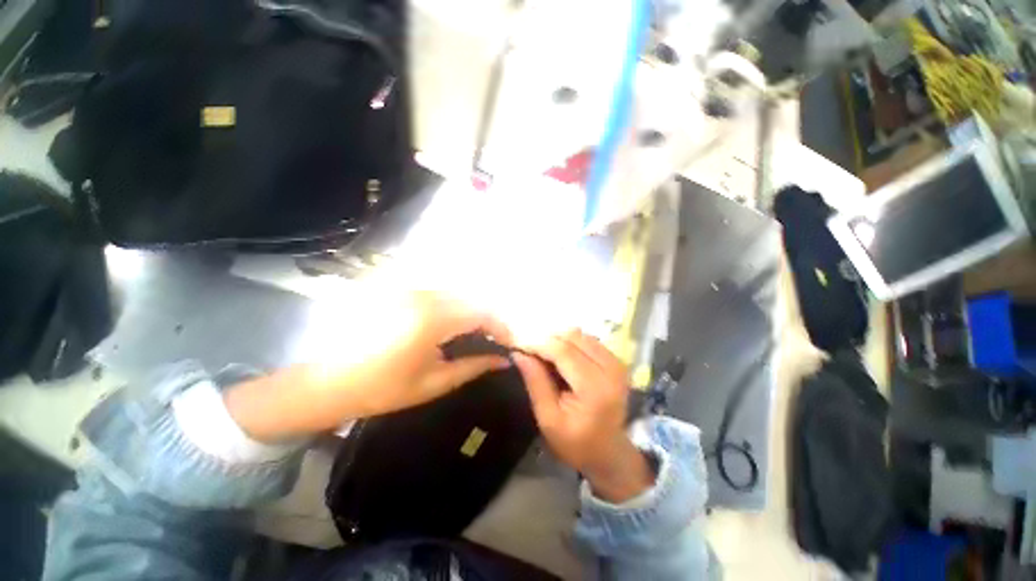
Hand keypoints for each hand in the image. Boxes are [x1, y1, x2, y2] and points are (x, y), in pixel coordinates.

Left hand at [225, 291, 511, 441]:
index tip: (509, 344)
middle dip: (490, 317)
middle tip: (496, 339)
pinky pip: (441, 293)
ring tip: (479, 333)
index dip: (501, 327)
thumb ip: (474, 366)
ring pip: (458, 293)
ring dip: (473, 310)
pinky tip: (454, 324)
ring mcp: (410, 289)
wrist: (327, 382)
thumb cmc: (382, 389)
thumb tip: (505, 360)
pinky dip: (456, 306)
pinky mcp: (401, 290)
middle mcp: (424, 295)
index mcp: (432, 320)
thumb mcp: (435, 383)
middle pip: (473, 298)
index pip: (482, 313)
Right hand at [513, 330, 652, 502]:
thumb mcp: (548, 418)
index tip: (516, 343)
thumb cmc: (575, 443)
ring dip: (557, 338)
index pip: (563, 352)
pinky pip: (587, 340)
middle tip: (526, 347)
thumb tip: (518, 353)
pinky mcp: (615, 360)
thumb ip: (535, 382)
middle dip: (546, 338)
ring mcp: (616, 362)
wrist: (609, 452)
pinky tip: (557, 353)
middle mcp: (611, 368)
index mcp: (595, 388)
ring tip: (540, 351)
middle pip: (573, 337)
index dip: (538, 343)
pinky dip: (568, 342)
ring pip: (580, 335)